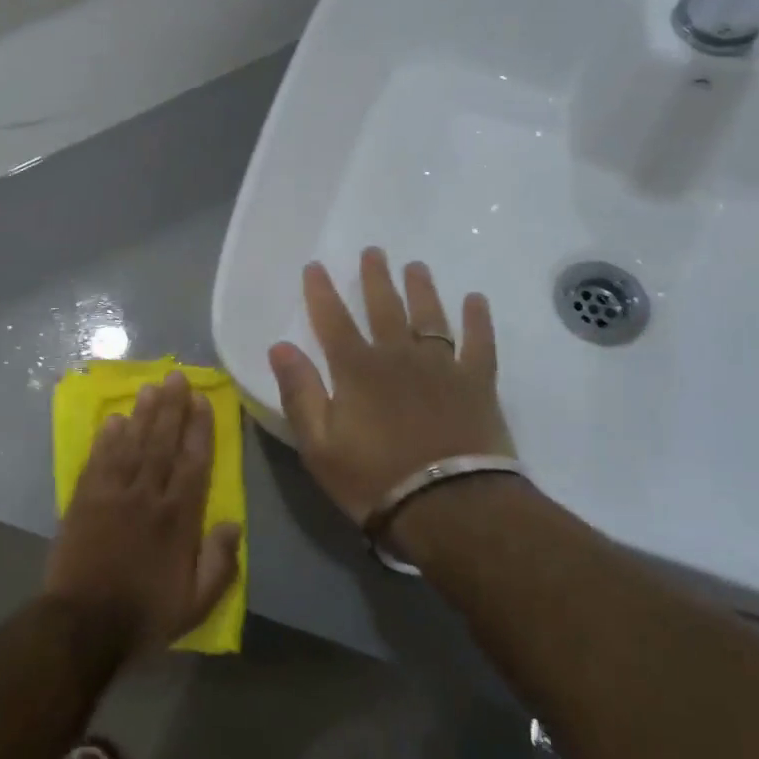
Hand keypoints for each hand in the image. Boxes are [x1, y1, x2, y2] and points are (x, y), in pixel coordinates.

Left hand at [43, 372, 242, 656]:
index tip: (202, 400)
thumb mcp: (196, 602)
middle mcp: (148, 496)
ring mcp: (113, 495)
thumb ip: (220, 563)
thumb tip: (234, 523)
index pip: (194, 462)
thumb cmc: (144, 614)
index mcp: (178, 517)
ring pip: (132, 444)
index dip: (199, 428)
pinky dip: (107, 439)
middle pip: (162, 442)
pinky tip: (114, 419)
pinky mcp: (84, 501)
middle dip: (172, 407)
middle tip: (176, 375)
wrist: (82, 626)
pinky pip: (99, 461)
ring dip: (142, 414)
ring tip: (150, 387)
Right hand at [268, 248, 514, 526]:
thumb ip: (299, 392)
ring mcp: (442, 365)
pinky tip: (477, 299)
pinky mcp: (477, 382)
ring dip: (421, 289)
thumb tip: (280, 346)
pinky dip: (478, 319)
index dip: (321, 292)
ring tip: (416, 267)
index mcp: (357, 369)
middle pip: (384, 307)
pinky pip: (479, 342)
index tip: (315, 266)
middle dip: (375, 278)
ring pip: (430, 316)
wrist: (449, 506)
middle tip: (373, 251)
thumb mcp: (319, 445)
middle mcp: (398, 355)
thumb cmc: (374, 479)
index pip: (333, 320)